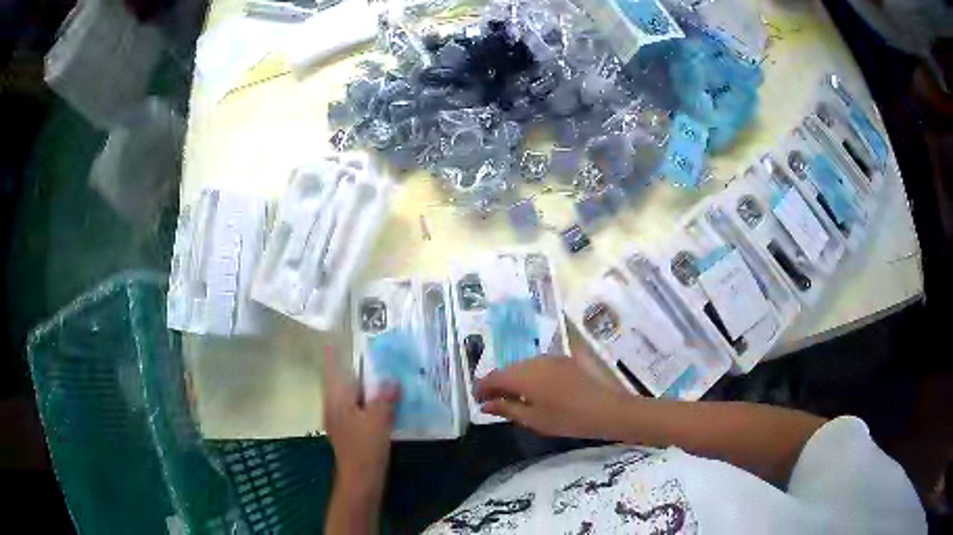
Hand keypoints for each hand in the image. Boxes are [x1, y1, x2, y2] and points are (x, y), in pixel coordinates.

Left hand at [322, 347, 398, 495]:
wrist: (360, 479)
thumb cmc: (365, 447)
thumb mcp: (378, 419)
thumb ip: (384, 397)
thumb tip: (391, 380)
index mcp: (336, 397)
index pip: (330, 367)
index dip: (332, 351)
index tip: (336, 334)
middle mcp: (333, 404)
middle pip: (340, 379)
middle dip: (353, 365)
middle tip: (372, 351)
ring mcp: (339, 418)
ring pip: (350, 394)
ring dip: (363, 384)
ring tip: (382, 372)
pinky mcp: (349, 430)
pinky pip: (357, 406)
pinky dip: (367, 399)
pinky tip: (384, 401)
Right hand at [474, 356, 631, 439]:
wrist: (606, 409)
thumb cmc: (566, 418)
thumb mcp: (532, 419)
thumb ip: (506, 409)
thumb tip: (485, 404)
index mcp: (522, 375)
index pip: (492, 377)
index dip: (482, 388)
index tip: (478, 401)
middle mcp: (533, 361)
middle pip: (507, 369)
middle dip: (497, 383)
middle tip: (493, 402)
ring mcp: (550, 358)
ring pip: (522, 365)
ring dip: (513, 379)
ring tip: (513, 398)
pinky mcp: (563, 360)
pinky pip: (537, 365)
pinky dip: (529, 376)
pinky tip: (534, 390)